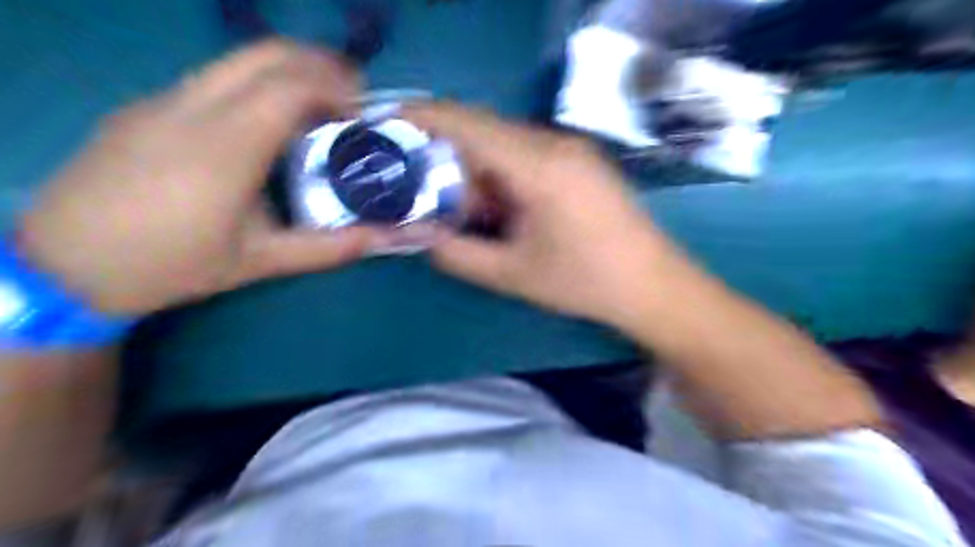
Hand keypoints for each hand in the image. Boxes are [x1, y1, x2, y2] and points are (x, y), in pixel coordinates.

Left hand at [17, 41, 385, 314]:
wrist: (67, 264)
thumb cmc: (172, 264)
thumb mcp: (260, 263)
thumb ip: (326, 249)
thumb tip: (381, 239)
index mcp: (225, 148)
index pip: (289, 87)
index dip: (335, 88)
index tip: (363, 111)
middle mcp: (193, 109)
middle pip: (263, 54)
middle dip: (317, 63)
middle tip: (351, 93)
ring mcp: (164, 101)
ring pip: (236, 60)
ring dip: (286, 70)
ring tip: (318, 102)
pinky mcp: (147, 106)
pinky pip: (213, 77)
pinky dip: (256, 83)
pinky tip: (267, 120)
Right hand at [408, 102, 688, 325]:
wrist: (653, 285)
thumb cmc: (584, 282)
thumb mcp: (512, 274)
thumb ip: (458, 254)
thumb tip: (422, 236)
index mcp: (538, 165)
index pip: (468, 123)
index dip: (423, 117)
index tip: (389, 124)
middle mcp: (555, 143)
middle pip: (485, 130)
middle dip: (448, 154)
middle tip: (425, 189)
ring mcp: (573, 149)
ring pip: (506, 142)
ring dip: (478, 168)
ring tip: (467, 209)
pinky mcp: (582, 161)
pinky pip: (529, 153)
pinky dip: (503, 173)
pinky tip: (503, 207)